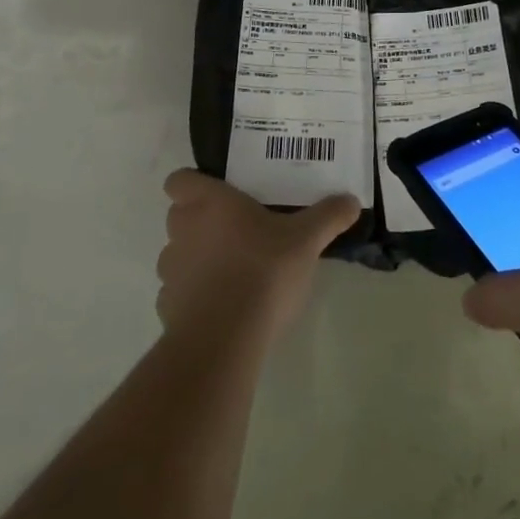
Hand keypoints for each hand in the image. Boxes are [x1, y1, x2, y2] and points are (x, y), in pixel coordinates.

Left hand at [157, 171, 358, 346]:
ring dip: (197, 258)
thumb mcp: (307, 240)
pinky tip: (222, 306)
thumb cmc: (263, 271)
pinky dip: (195, 296)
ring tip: (231, 271)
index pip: (179, 180)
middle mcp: (183, 230)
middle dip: (200, 221)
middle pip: (179, 215)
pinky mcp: (167, 308)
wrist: (225, 338)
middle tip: (236, 229)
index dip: (192, 184)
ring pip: (177, 254)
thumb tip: (352, 200)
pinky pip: (178, 293)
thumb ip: (328, 216)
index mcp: (210, 203)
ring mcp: (171, 271)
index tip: (218, 193)